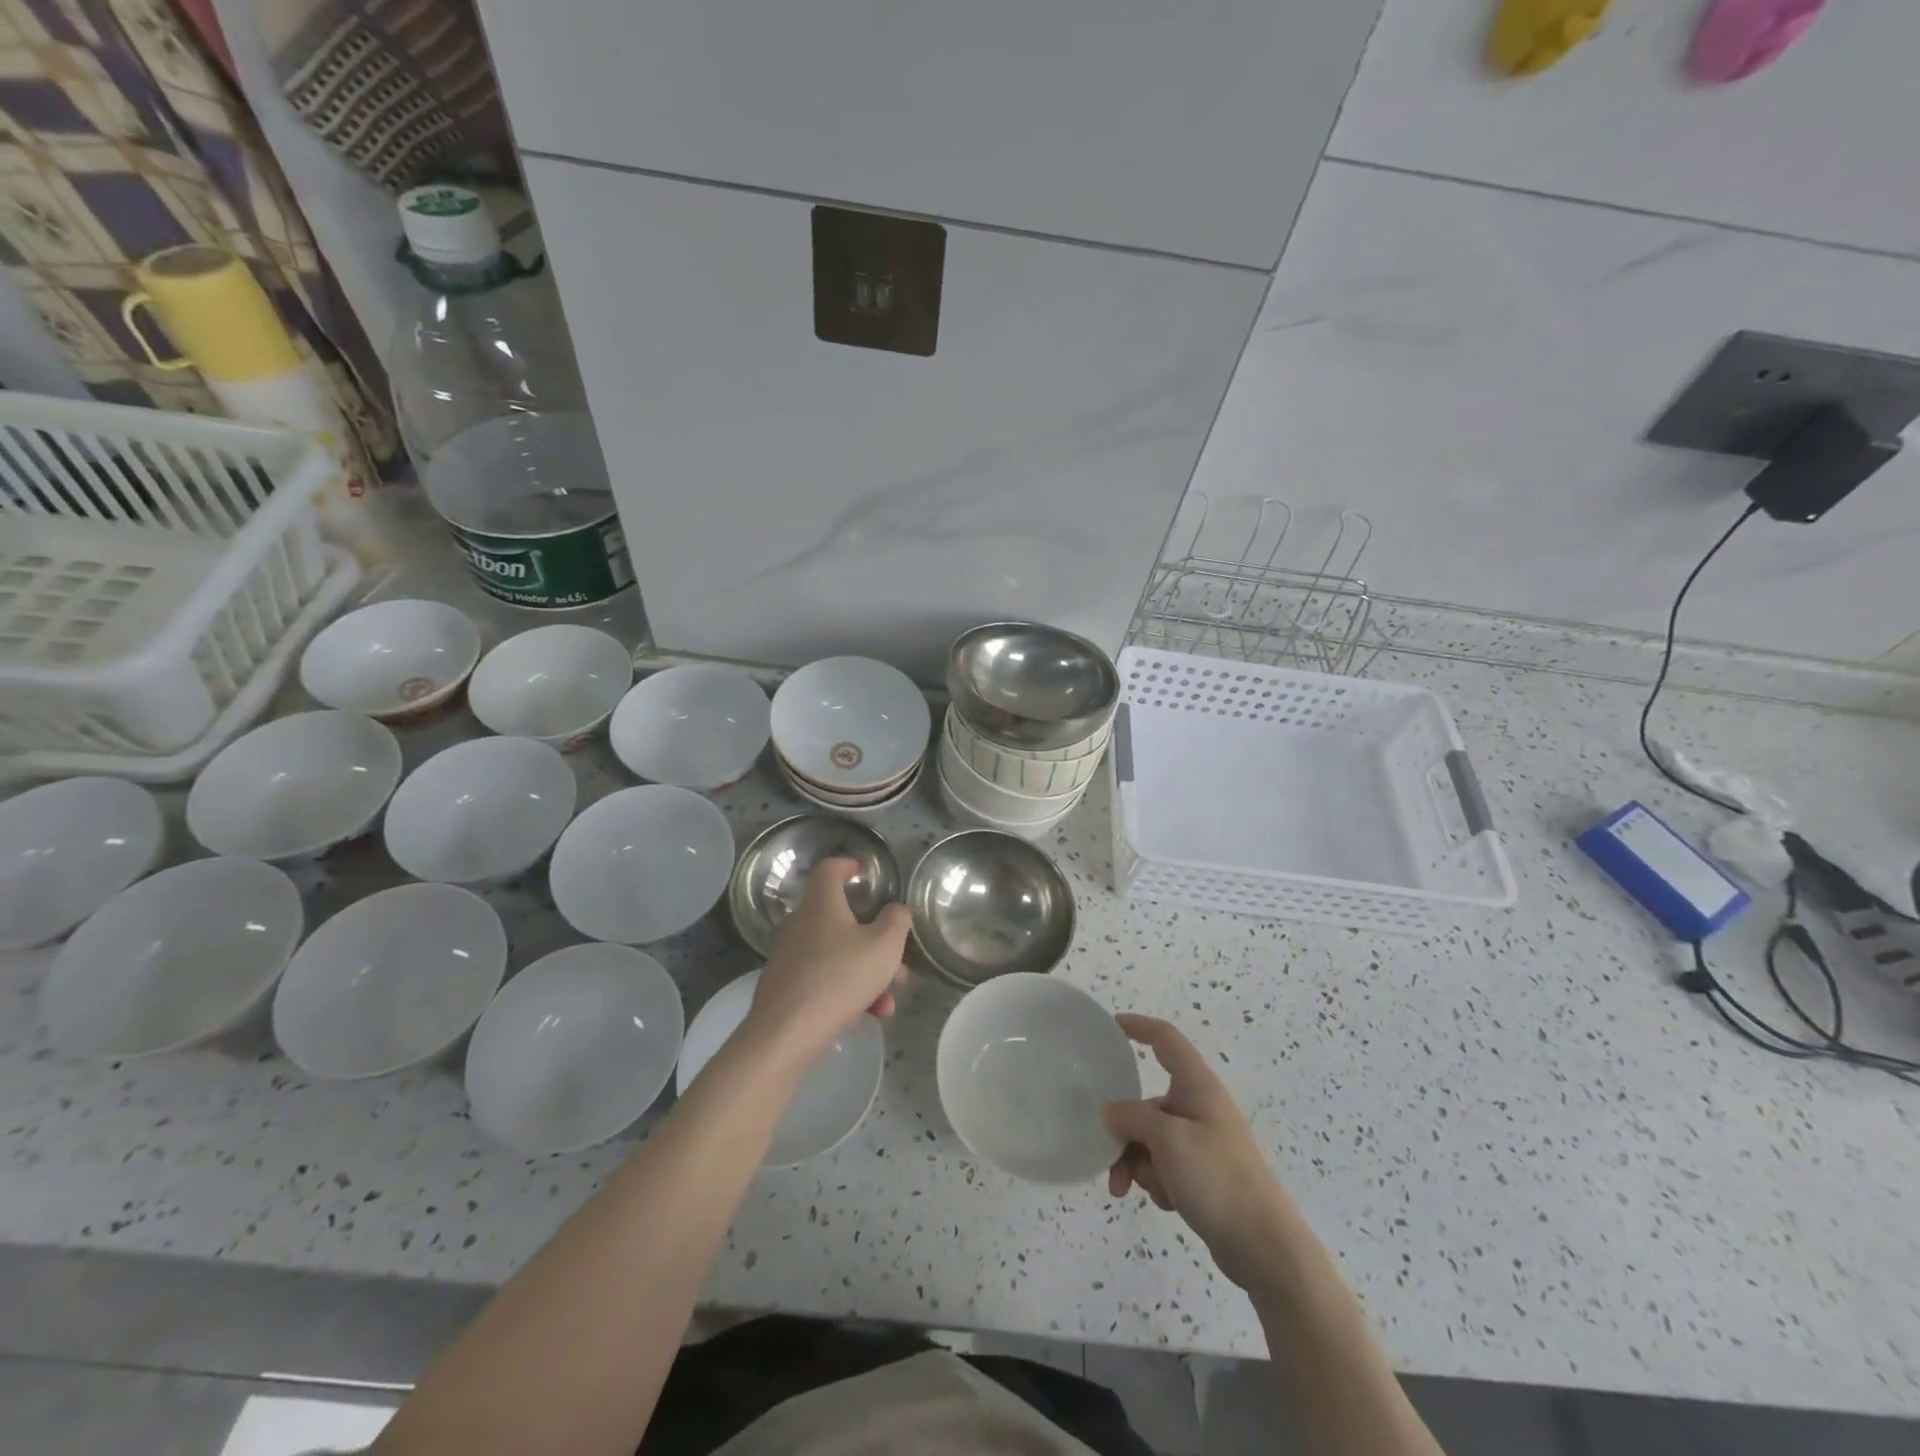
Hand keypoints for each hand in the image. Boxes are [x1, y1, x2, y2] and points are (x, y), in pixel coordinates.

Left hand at [742, 859, 910, 1072]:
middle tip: (897, 960)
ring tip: (888, 1000)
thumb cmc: (840, 977)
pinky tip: (868, 1016)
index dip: (847, 866)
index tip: (862, 872)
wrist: (787, 1033)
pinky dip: (848, 991)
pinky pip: (824, 979)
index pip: (829, 870)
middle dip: (875, 941)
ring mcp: (790, 957)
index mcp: (822, 905)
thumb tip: (897, 910)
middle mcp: (801, 924)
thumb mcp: (884, 947)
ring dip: (867, 973)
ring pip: (837, 955)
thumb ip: (896, 922)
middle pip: (841, 921)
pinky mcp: (786, 987)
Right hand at [1103, 1014, 1296, 1290]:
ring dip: (1135, 1161)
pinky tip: (1165, 1201)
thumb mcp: (1168, 1141)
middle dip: (1124, 1129)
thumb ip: (1133, 1118)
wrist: (1265, 1248)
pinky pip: (1163, 1165)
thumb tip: (1110, 1112)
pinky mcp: (1202, 1175)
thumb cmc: (1218, 1180)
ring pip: (1150, 1139)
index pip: (1166, 1040)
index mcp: (1198, 1087)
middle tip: (1106, 1153)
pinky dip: (1155, 1180)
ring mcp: (1202, 1143)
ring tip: (1128, 1189)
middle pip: (1147, 1102)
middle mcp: (1199, 1108)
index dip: (1139, 1027)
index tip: (1110, 1027)